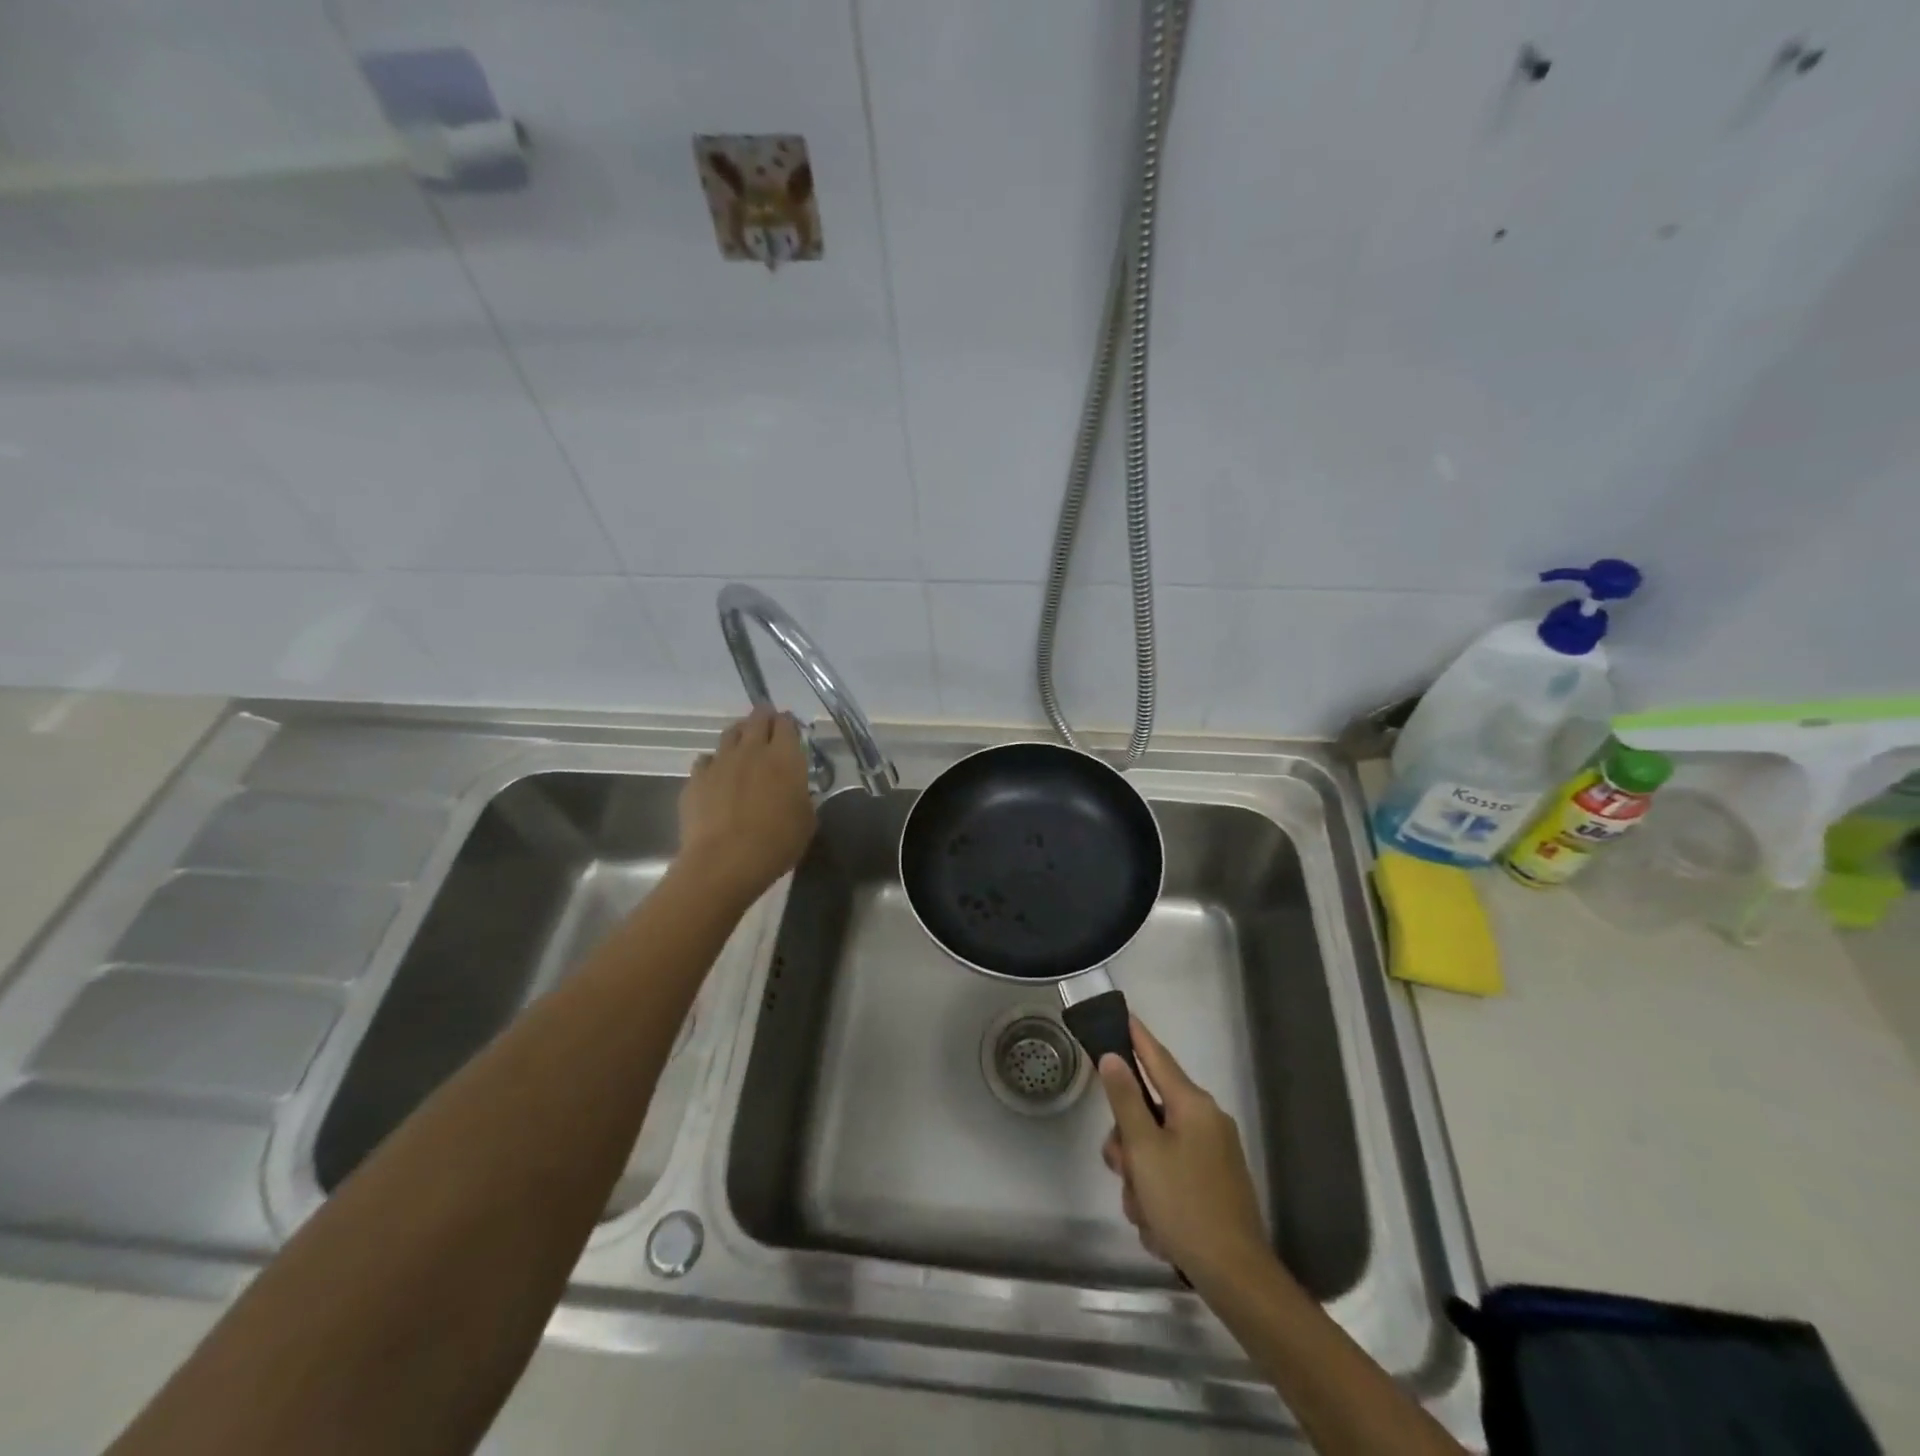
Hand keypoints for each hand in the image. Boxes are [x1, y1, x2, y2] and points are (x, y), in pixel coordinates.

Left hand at [677, 707, 815, 904]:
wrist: (724, 861)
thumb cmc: (776, 843)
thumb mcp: (806, 821)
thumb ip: (803, 797)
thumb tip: (796, 791)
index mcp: (785, 757)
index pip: (786, 724)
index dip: (788, 723)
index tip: (790, 730)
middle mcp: (752, 750)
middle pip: (756, 719)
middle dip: (763, 719)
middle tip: (768, 729)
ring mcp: (720, 762)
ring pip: (729, 734)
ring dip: (739, 736)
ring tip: (743, 748)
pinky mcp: (696, 779)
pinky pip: (706, 760)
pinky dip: (714, 764)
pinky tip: (718, 778)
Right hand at [1099, 1017, 1269, 1283]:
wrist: (1236, 1278)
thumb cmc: (1186, 1205)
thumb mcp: (1145, 1150)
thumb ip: (1125, 1100)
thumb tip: (1112, 1057)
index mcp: (1193, 1106)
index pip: (1157, 1058)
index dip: (1136, 1037)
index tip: (1121, 1014)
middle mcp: (1205, 1123)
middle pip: (1148, 1114)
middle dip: (1128, 1146)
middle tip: (1123, 1170)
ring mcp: (1211, 1155)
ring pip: (1154, 1152)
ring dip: (1140, 1182)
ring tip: (1146, 1214)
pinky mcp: (1212, 1185)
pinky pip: (1170, 1178)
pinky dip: (1158, 1200)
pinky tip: (1161, 1229)